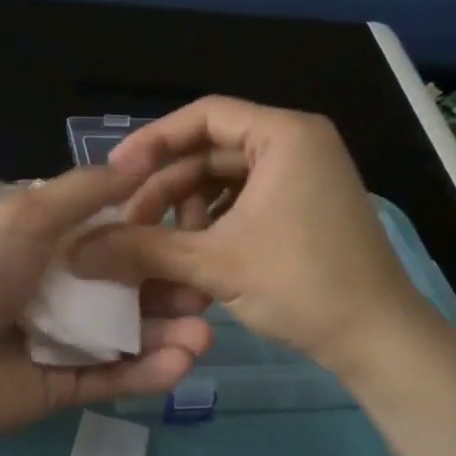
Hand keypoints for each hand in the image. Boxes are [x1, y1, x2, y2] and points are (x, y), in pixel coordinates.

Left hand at [0, 163, 212, 446]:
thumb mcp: (26, 215)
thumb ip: (84, 192)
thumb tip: (139, 159)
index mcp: (51, 246)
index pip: (117, 238)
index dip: (157, 237)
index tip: (200, 233)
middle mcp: (63, 291)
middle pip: (131, 291)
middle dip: (172, 291)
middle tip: (206, 292)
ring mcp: (64, 342)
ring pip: (129, 337)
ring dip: (168, 335)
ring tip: (203, 334)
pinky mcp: (63, 388)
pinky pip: (112, 378)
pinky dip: (146, 374)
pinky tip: (180, 364)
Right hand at [74, 97, 448, 383]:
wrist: (377, 339)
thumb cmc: (301, 284)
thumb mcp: (213, 263)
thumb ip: (142, 249)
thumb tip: (77, 251)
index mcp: (284, 135)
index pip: (204, 116)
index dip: (153, 141)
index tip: (115, 173)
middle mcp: (298, 144)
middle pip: (211, 151)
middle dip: (167, 189)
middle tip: (130, 225)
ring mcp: (305, 177)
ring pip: (225, 181)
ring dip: (187, 212)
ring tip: (161, 250)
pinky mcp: (306, 208)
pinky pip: (246, 202)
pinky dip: (214, 225)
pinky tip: (192, 257)